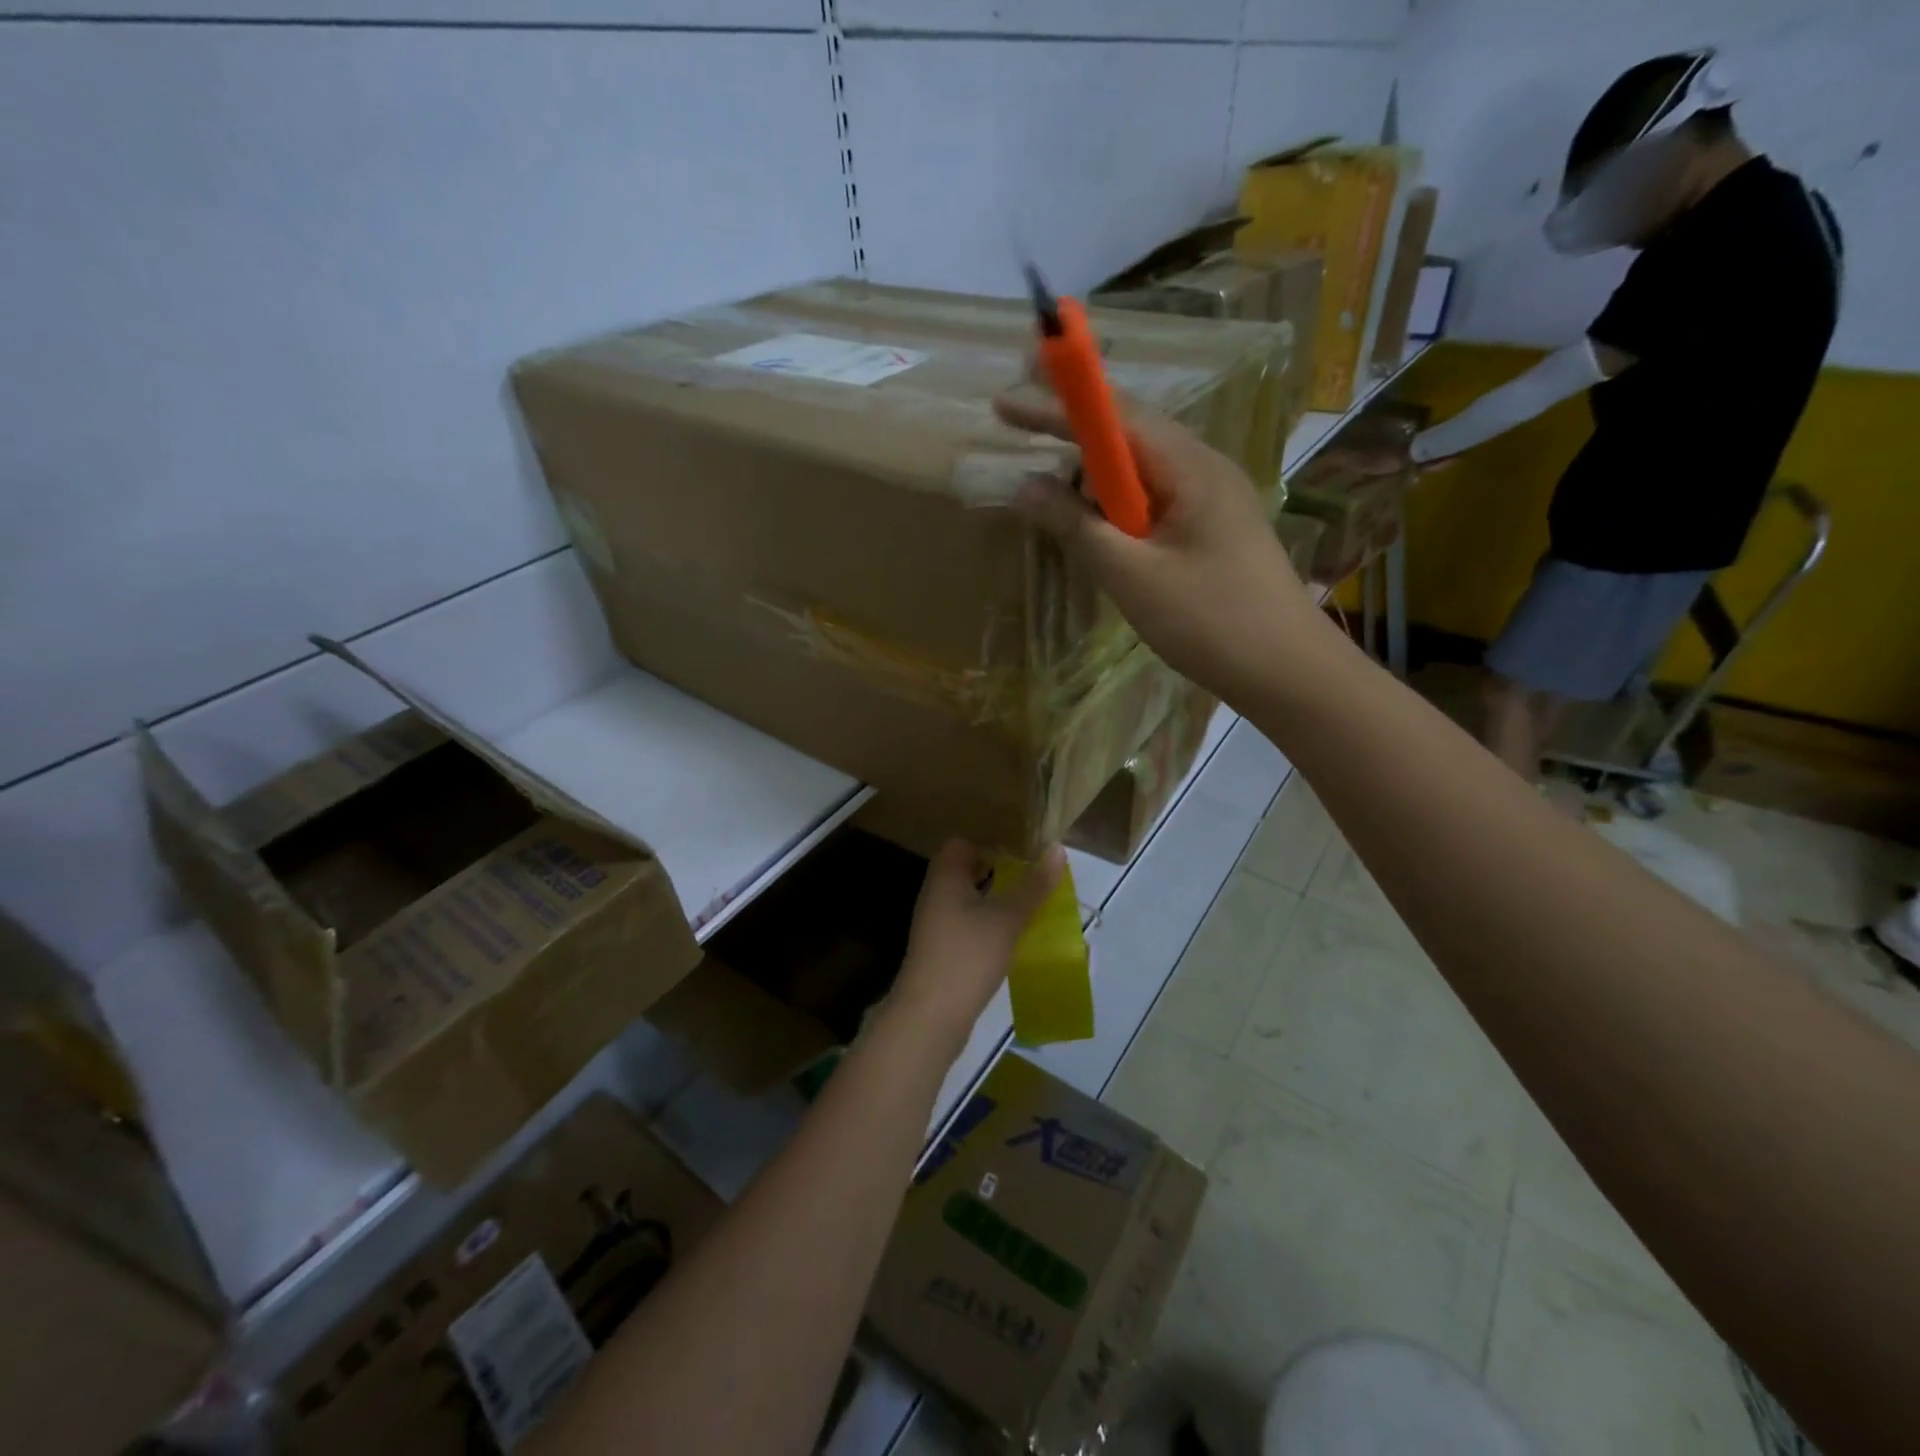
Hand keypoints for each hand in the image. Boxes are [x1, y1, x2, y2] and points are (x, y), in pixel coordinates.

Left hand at [890, 840, 1065, 1045]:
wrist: (930, 1016)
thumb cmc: (967, 955)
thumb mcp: (1007, 918)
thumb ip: (1033, 885)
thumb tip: (1057, 849)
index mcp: (945, 877)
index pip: (961, 844)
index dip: (990, 842)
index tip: (1022, 851)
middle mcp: (935, 895)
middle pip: (965, 871)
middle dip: (998, 871)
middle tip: (1032, 877)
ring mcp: (935, 925)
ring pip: (968, 900)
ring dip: (995, 899)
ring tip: (1030, 905)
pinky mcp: (941, 951)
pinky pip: (967, 925)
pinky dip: (988, 924)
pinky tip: (1012, 937)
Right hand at [993, 387, 1326, 704]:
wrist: (1287, 671)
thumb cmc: (1210, 622)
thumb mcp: (1132, 576)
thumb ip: (1077, 526)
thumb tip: (1026, 486)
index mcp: (1191, 468)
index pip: (1116, 417)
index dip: (1057, 405)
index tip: (1004, 402)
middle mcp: (1206, 469)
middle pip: (1131, 434)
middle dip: (1075, 431)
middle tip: (1022, 434)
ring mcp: (1214, 499)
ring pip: (1142, 471)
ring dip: (1095, 476)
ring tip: (1056, 498)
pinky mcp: (1213, 529)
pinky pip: (1155, 499)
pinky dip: (1117, 506)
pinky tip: (1100, 529)